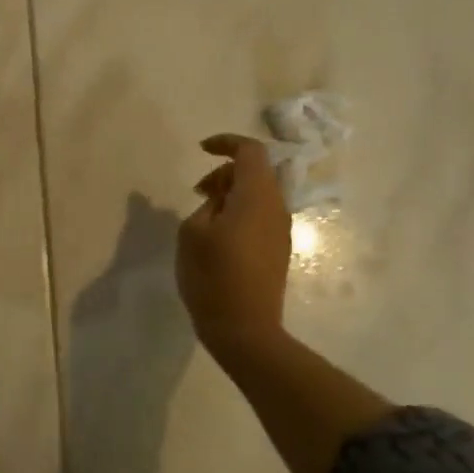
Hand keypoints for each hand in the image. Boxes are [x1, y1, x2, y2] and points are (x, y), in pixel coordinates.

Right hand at [176, 135, 288, 369]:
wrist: (245, 329)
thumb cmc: (213, 276)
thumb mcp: (193, 231)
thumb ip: (207, 204)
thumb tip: (217, 199)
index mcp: (256, 196)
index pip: (251, 151)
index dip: (226, 143)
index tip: (201, 150)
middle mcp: (276, 207)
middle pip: (257, 171)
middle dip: (225, 172)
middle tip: (197, 191)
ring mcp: (280, 230)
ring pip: (259, 194)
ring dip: (232, 193)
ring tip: (204, 213)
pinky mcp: (278, 249)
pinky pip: (260, 215)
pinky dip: (240, 211)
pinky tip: (218, 234)